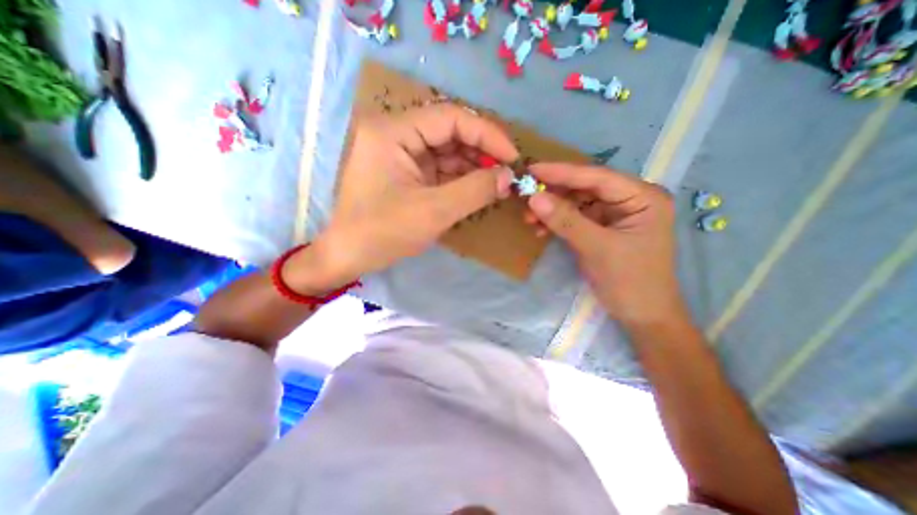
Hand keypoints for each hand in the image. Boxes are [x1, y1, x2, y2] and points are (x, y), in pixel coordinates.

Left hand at [283, 103, 517, 293]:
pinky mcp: (406, 172)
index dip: (487, 134)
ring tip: (497, 182)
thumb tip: (508, 177)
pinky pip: (439, 168)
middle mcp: (396, 133)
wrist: (348, 256)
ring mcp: (400, 153)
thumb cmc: (383, 233)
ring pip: (447, 150)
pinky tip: (478, 188)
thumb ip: (474, 191)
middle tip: (507, 172)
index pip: (450, 117)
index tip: (513, 157)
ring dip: (473, 166)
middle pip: (449, 131)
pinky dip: (461, 178)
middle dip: (481, 151)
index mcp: (393, 131)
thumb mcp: (433, 212)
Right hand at [528, 164, 682, 327]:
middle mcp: (630, 200)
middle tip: (525, 195)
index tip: (532, 169)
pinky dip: (557, 223)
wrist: (642, 316)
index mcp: (642, 197)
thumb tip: (534, 197)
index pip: (597, 177)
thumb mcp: (597, 249)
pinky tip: (541, 230)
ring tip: (529, 217)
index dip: (562, 172)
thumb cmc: (630, 282)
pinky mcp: (602, 228)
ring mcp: (615, 215)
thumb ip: (566, 221)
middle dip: (554, 193)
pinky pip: (575, 218)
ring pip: (577, 203)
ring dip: (552, 210)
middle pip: (585, 188)